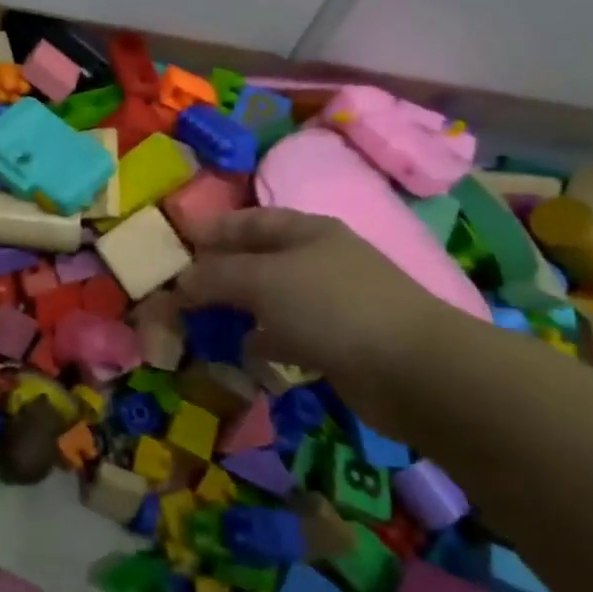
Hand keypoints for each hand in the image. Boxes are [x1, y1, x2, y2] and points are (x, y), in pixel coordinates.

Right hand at [177, 208, 470, 430]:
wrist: (414, 371)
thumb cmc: (332, 306)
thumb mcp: (263, 280)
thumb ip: (216, 276)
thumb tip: (179, 282)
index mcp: (305, 232)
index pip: (249, 220)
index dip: (213, 228)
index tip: (177, 242)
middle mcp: (317, 262)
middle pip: (257, 261)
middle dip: (217, 274)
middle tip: (177, 291)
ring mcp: (330, 304)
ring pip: (269, 301)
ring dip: (237, 311)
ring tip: (198, 325)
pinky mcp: (338, 345)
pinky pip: (287, 337)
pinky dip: (263, 343)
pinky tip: (242, 354)